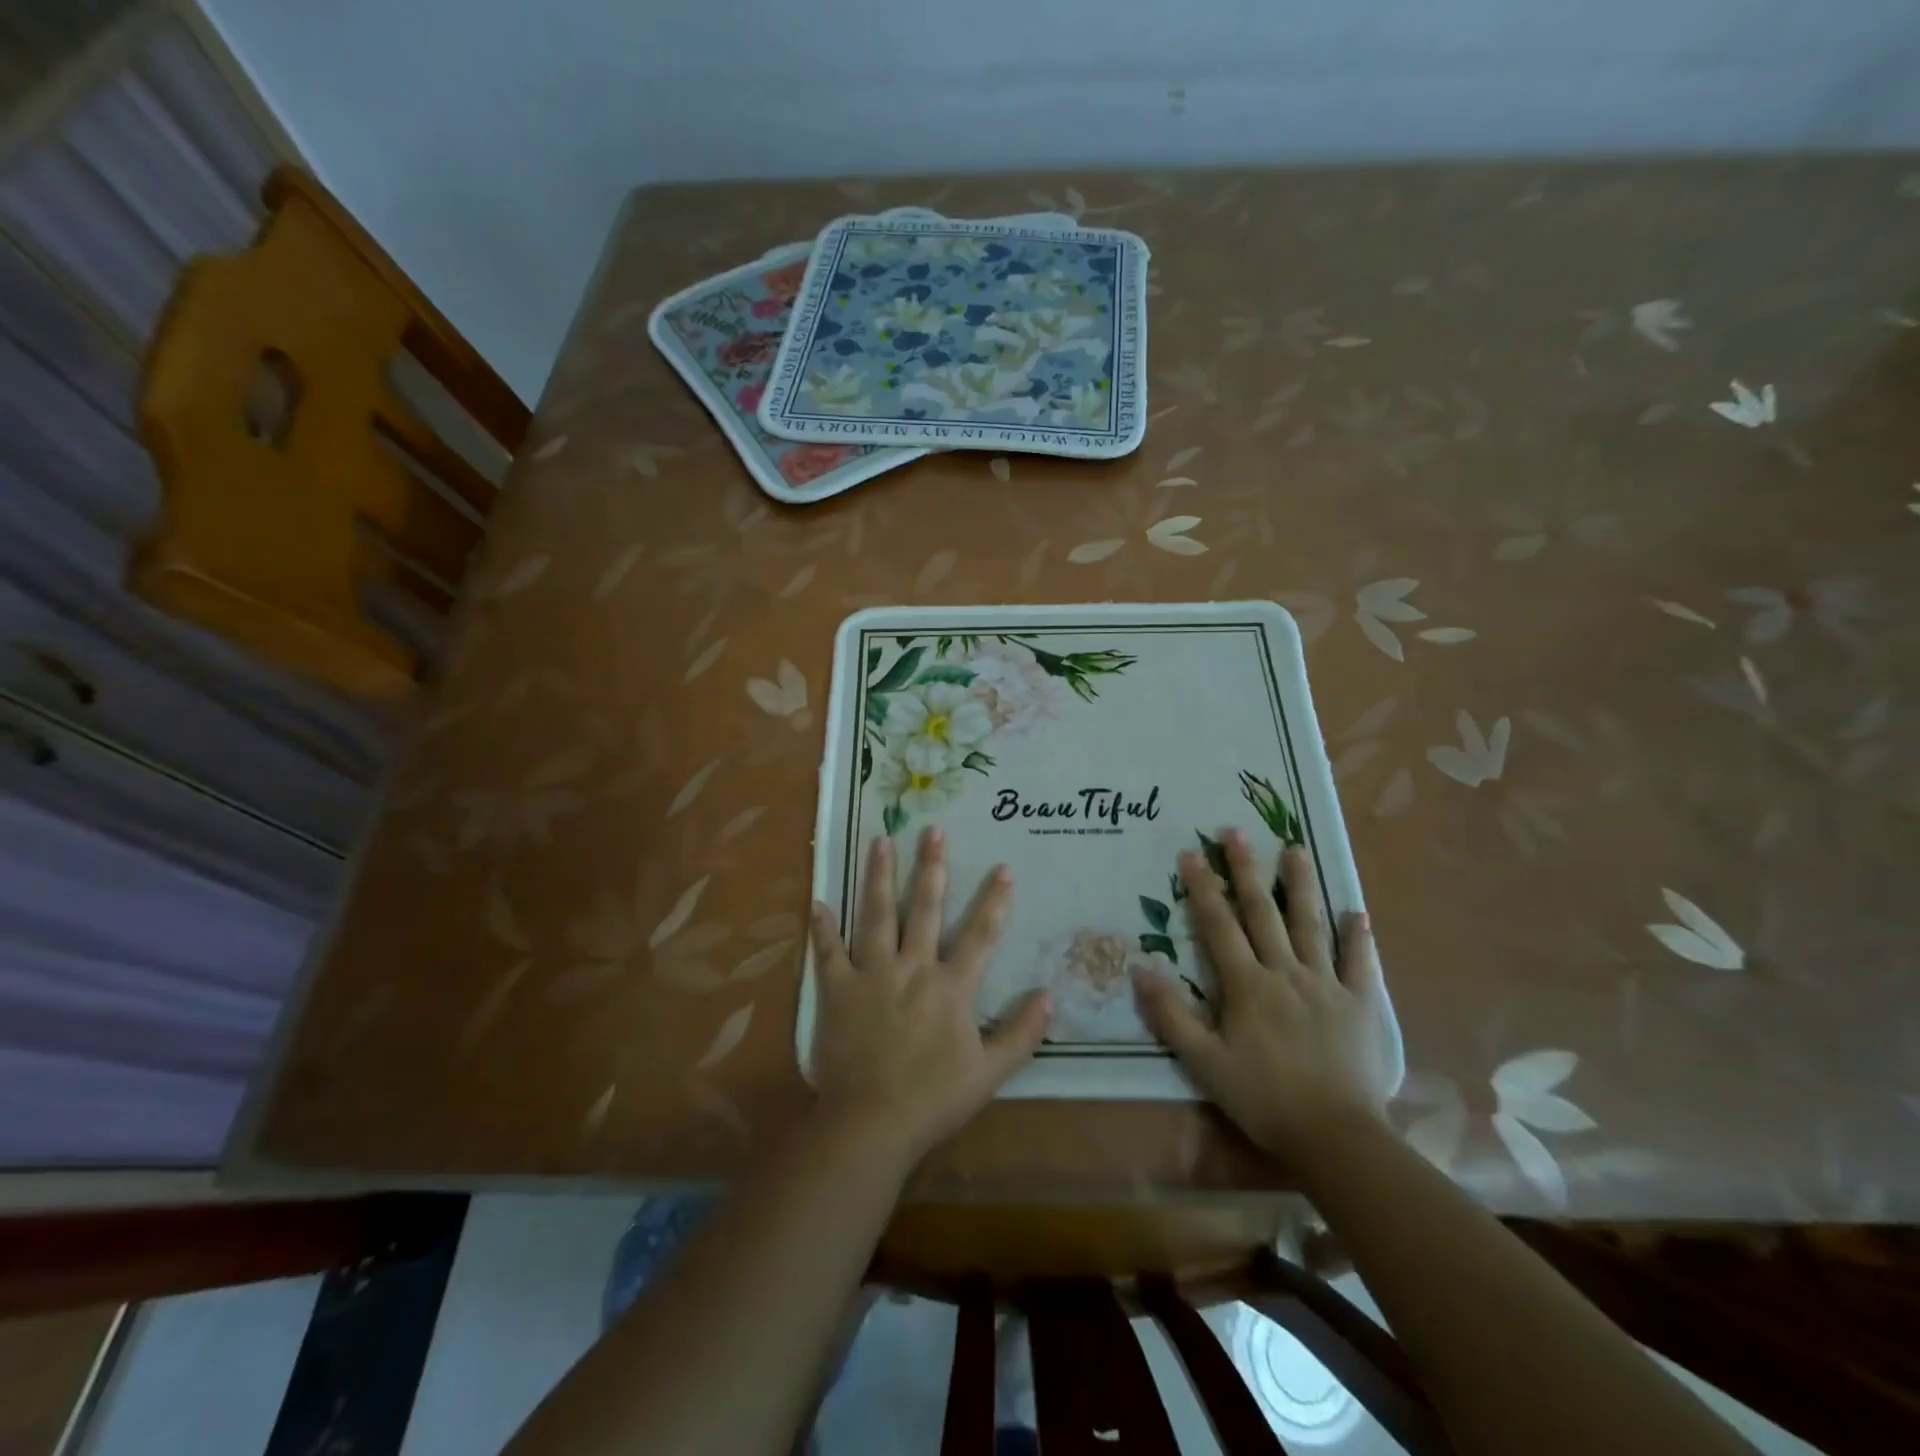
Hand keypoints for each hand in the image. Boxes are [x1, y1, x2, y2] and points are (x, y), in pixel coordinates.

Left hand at [807, 827, 1050, 1163]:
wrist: (872, 1123)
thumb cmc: (934, 1098)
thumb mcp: (991, 1072)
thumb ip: (1022, 1032)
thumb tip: (1050, 994)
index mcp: (951, 986)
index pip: (980, 934)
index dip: (994, 900)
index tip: (1003, 868)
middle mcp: (912, 967)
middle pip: (924, 908)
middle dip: (932, 867)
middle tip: (933, 830)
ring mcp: (872, 974)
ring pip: (876, 915)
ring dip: (880, 876)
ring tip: (881, 841)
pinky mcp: (838, 989)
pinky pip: (828, 952)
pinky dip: (822, 928)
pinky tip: (817, 901)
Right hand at [1133, 831, 1393, 1162]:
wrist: (1336, 1136)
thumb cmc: (1263, 1098)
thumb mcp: (1204, 1063)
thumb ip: (1171, 1016)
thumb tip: (1139, 970)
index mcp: (1247, 985)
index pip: (1219, 926)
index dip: (1203, 888)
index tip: (1191, 853)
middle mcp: (1286, 972)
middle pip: (1263, 913)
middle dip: (1246, 871)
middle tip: (1236, 832)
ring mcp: (1327, 985)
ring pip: (1311, 925)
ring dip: (1301, 885)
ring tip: (1295, 849)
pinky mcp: (1361, 1004)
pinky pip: (1360, 963)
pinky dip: (1358, 937)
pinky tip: (1356, 912)